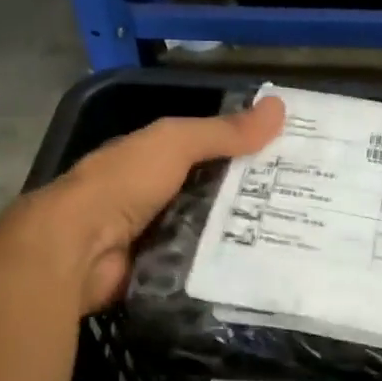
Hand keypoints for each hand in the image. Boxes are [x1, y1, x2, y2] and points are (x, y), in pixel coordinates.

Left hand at [10, 96, 284, 313]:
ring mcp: (156, 235)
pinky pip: (200, 266)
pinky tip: (262, 269)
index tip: (291, 158)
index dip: (246, 150)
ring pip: (210, 232)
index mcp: (154, 157)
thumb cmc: (124, 183)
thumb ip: (222, 132)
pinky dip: (224, 267)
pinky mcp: (159, 272)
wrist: (78, 249)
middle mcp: (155, 194)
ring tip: (293, 239)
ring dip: (242, 234)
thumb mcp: (175, 143)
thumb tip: (280, 108)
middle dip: (252, 197)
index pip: (209, 148)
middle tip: (303, 205)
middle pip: (213, 193)